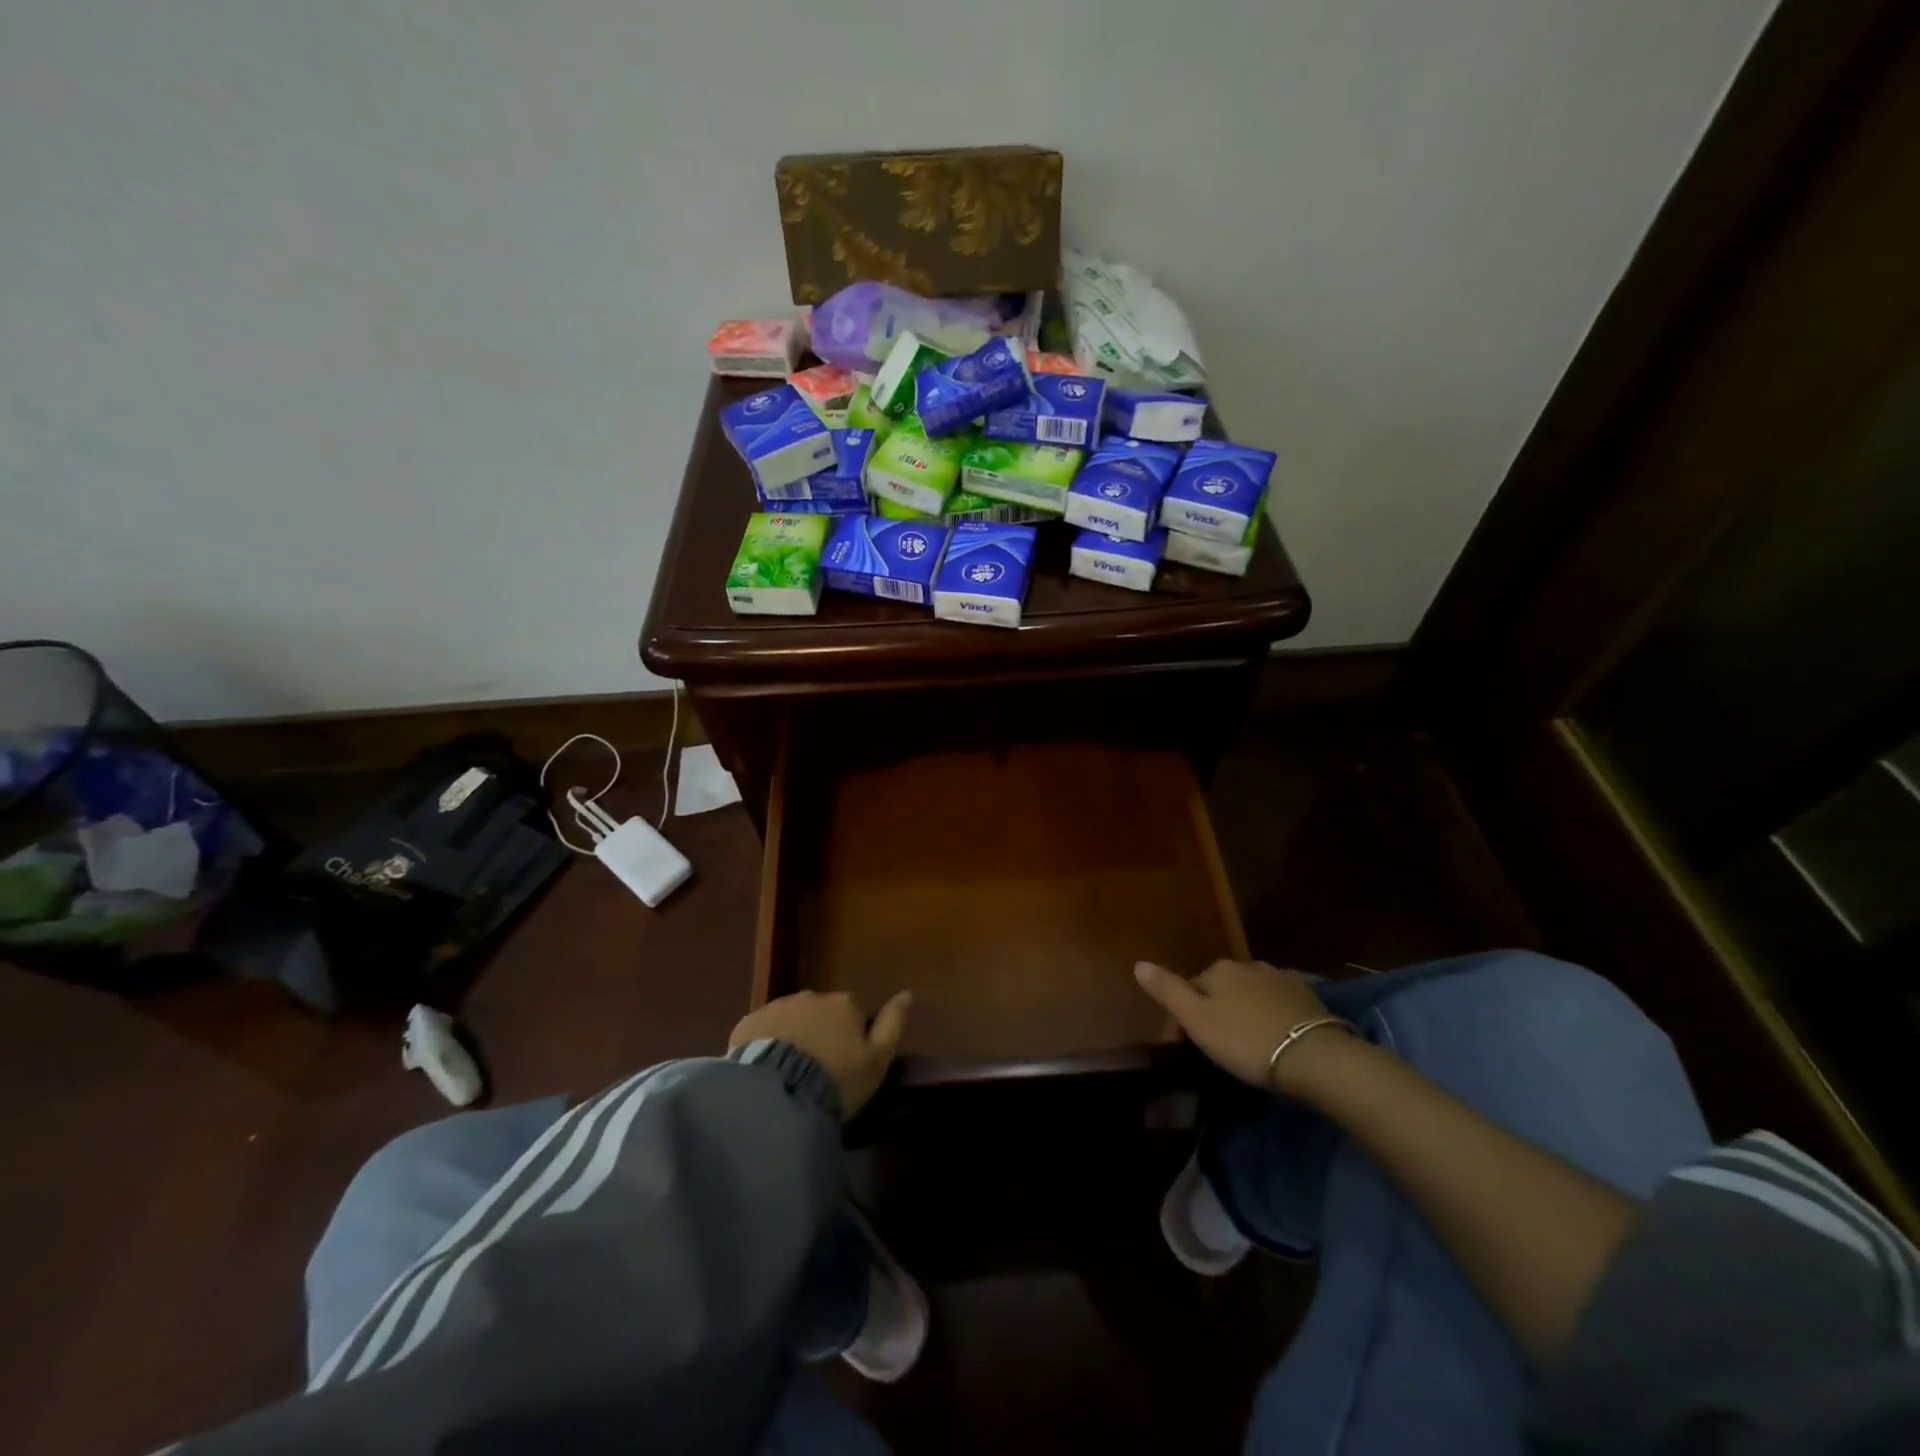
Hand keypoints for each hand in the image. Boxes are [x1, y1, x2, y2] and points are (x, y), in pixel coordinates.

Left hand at [729, 989, 911, 1119]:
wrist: (779, 1093)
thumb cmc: (837, 1079)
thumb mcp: (877, 1059)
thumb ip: (893, 1023)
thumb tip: (907, 993)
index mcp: (845, 1003)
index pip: (854, 1012)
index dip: (852, 1036)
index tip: (847, 1062)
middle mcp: (812, 996)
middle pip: (821, 1012)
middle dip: (821, 1032)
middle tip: (817, 1070)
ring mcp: (778, 1006)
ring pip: (791, 1019)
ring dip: (794, 1036)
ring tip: (789, 1073)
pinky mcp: (749, 1023)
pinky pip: (762, 1030)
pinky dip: (766, 1043)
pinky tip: (765, 1072)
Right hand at [1134, 959, 1347, 1092]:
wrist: (1315, 1056)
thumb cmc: (1246, 1040)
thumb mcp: (1197, 1020)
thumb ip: (1167, 990)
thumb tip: (1138, 963)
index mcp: (1217, 970)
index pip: (1189, 989)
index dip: (1182, 1018)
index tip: (1183, 1048)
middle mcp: (1247, 965)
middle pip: (1220, 988)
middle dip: (1214, 1011)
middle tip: (1216, 1048)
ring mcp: (1280, 978)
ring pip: (1249, 993)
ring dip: (1243, 1011)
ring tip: (1246, 1044)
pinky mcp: (1307, 996)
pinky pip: (1277, 1001)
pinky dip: (1270, 1014)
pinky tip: (1275, 1035)